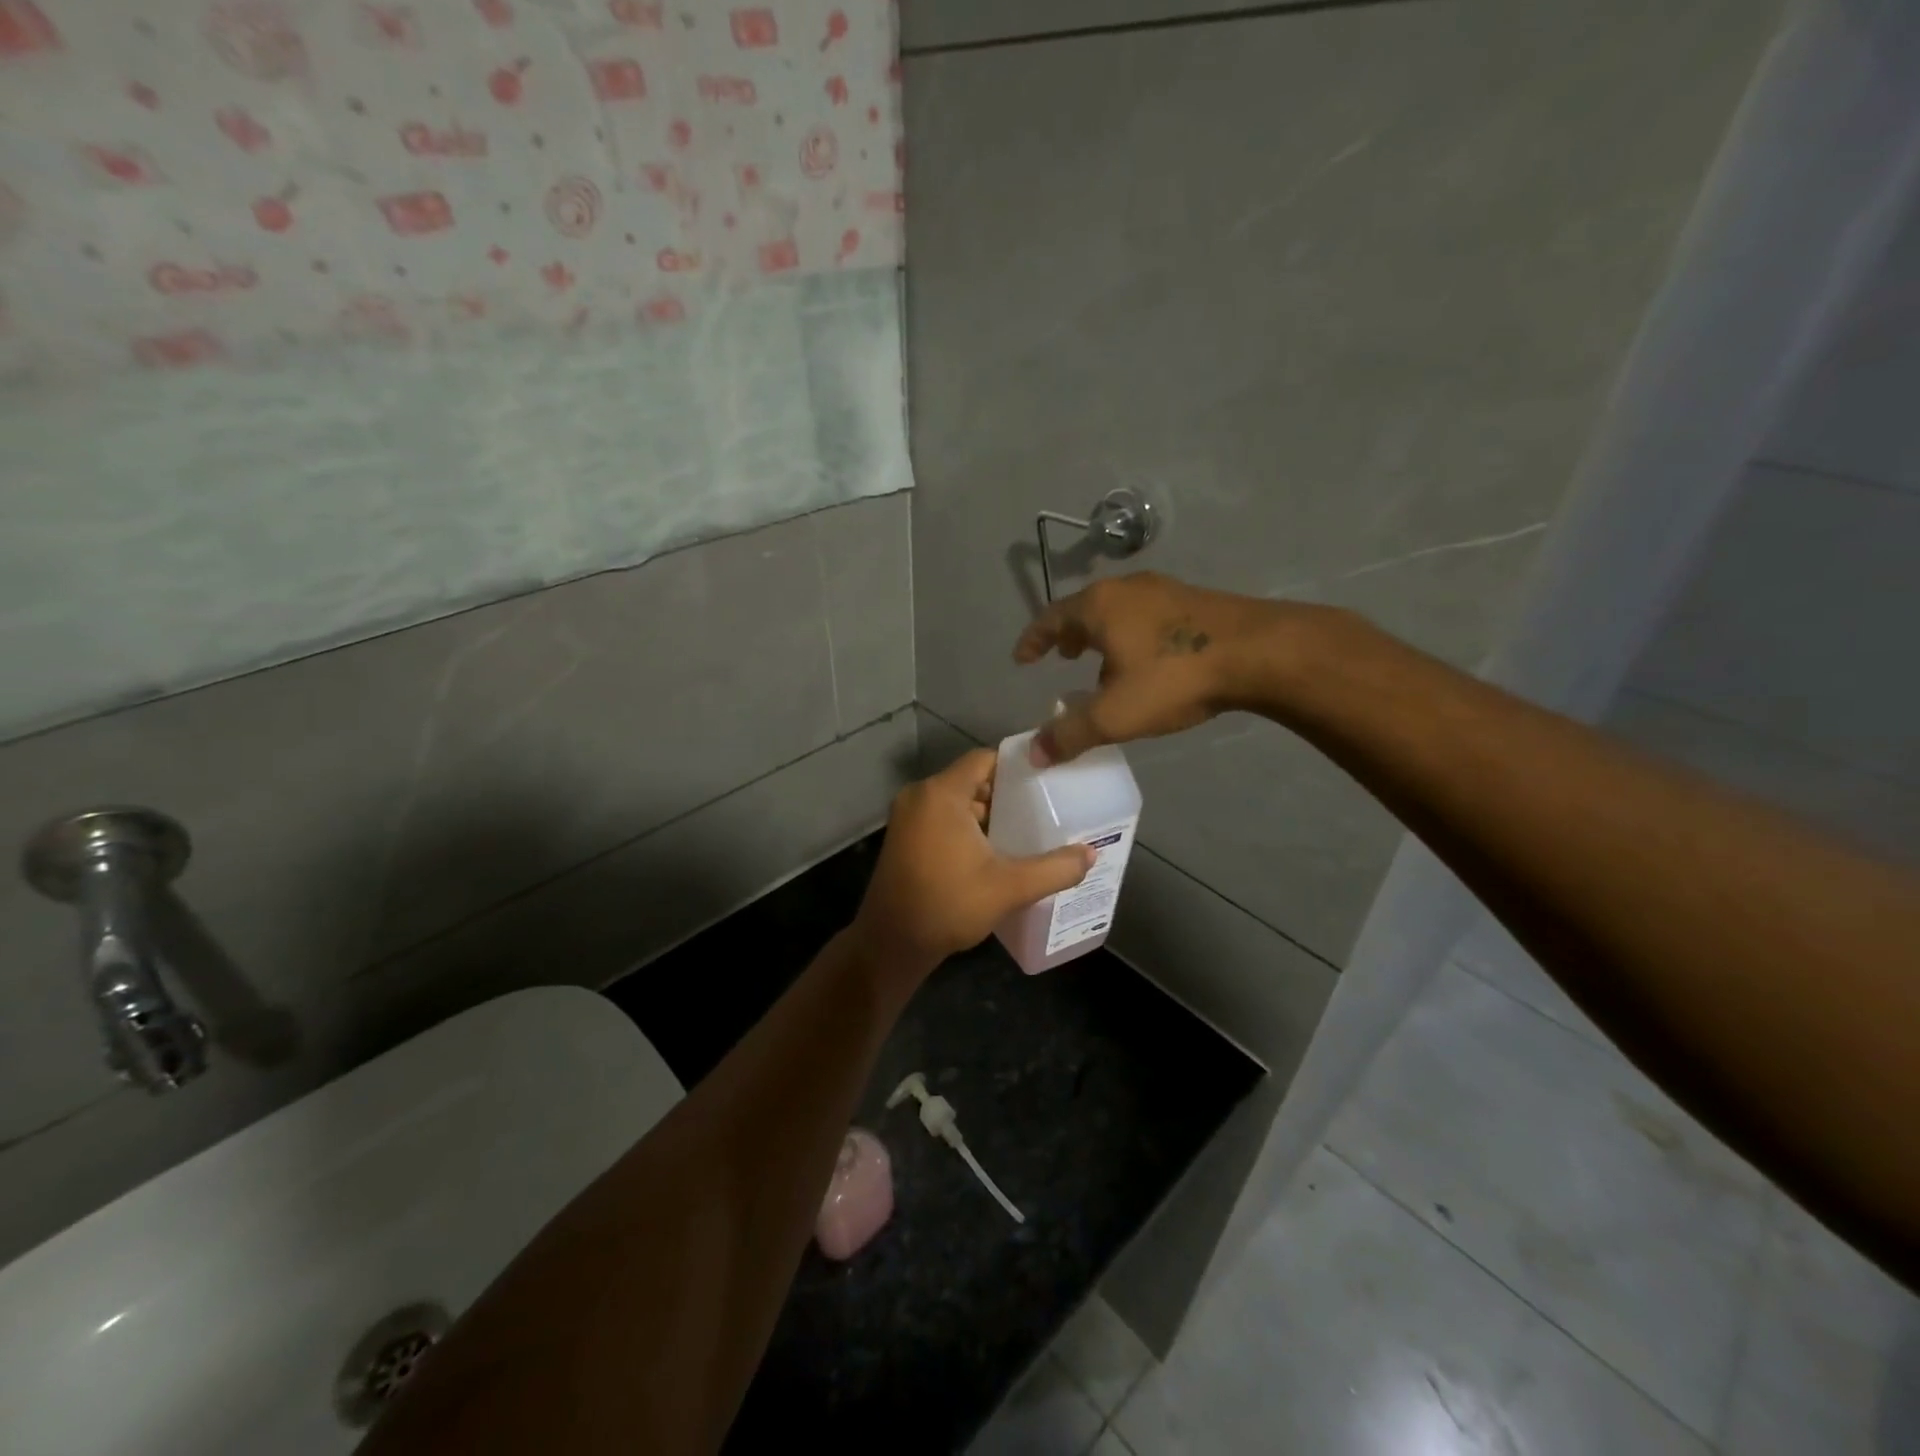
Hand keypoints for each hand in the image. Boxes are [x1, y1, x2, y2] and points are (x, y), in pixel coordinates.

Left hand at [851, 750, 1093, 977]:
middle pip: (973, 780)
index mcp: (941, 793)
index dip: (1017, 767)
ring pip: (957, 801)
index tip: (1048, 782)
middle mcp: (920, 795)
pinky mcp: (903, 836)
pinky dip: (967, 826)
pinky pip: (942, 817)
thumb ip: (1054, 868)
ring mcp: (907, 816)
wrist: (891, 943)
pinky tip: (995, 850)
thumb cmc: (948, 905)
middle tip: (1044, 810)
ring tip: (1026, 831)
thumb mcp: (1009, 887)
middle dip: (1007, 795)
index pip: (985, 759)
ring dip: (988, 814)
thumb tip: (1091, 854)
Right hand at [1013, 571, 1287, 763]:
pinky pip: (1147, 616)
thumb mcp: (1115, 714)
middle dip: (1069, 635)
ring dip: (1103, 636)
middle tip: (1062, 657)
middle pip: (1085, 609)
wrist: (1259, 652)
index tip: (1022, 659)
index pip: (1051, 619)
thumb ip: (1070, 735)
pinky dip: (1132, 635)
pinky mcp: (1196, 601)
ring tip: (1101, 664)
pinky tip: (1147, 663)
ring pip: (1119, 611)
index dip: (1033, 640)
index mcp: (1099, 606)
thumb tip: (1034, 754)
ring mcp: (1165, 590)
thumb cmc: (1174, 677)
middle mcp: (1127, 589)